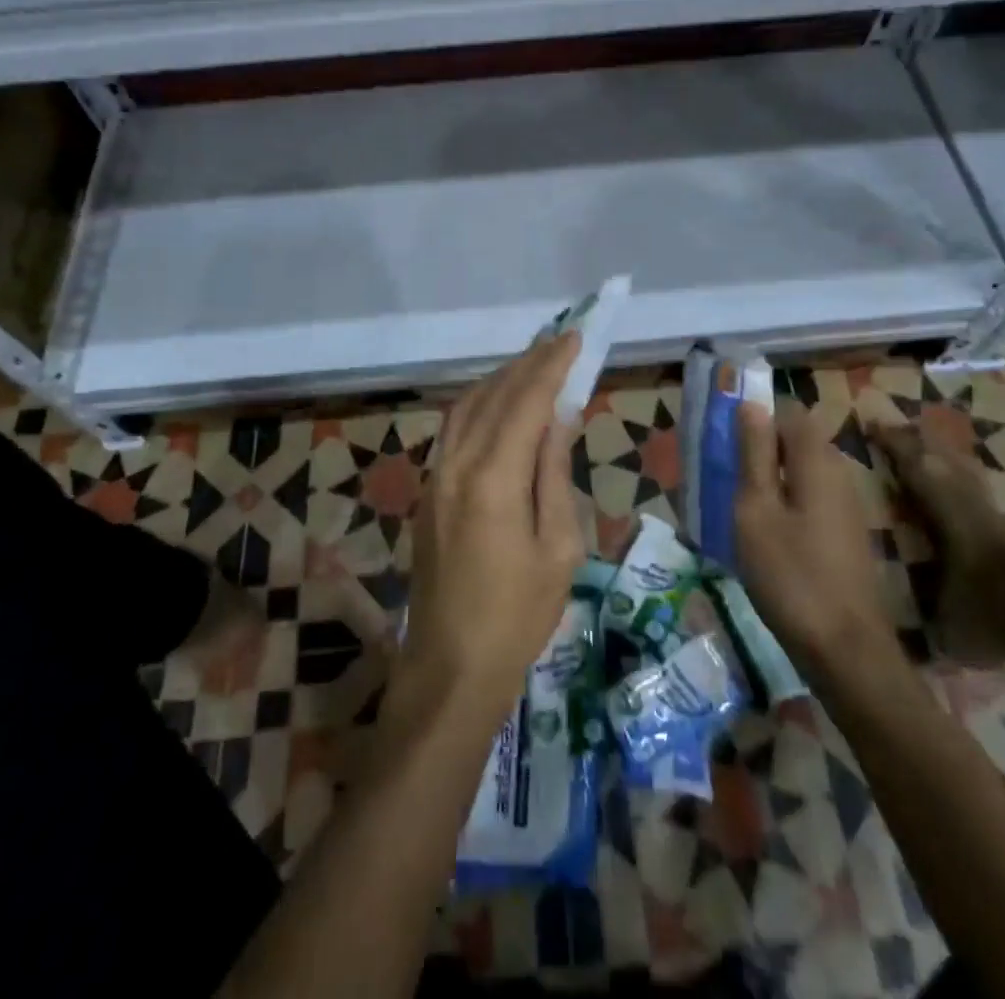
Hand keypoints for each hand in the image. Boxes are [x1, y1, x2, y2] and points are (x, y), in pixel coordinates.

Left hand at [398, 334, 585, 733]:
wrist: (450, 667)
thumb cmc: (518, 616)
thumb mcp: (558, 548)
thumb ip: (554, 473)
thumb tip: (560, 416)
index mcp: (494, 478)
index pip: (527, 401)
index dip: (553, 366)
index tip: (576, 338)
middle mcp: (456, 464)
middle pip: (493, 394)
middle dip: (528, 363)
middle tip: (560, 342)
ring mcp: (435, 476)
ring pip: (466, 406)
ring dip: (500, 379)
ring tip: (534, 365)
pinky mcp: (427, 491)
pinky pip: (453, 429)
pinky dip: (480, 404)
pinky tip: (499, 405)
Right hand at [735, 401, 902, 675]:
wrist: (846, 651)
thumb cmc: (791, 576)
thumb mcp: (756, 511)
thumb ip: (753, 455)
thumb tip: (751, 404)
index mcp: (817, 461)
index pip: (789, 413)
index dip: (756, 417)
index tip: (724, 440)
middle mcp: (839, 474)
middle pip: (797, 441)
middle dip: (760, 449)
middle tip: (724, 475)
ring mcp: (846, 506)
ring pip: (802, 472)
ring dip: (770, 479)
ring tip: (737, 507)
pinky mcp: (846, 534)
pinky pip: (810, 498)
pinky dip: (785, 503)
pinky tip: (764, 534)